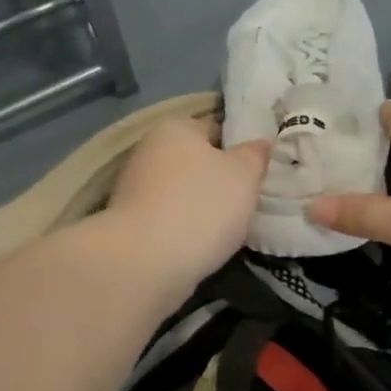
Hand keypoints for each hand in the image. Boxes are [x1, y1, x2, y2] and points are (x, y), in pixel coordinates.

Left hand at [106, 116, 270, 286]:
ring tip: (232, 228)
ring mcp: (135, 189)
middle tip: (250, 200)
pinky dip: (187, 229)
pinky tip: (206, 245)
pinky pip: (170, 219)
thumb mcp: (244, 174)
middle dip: (220, 179)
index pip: (216, 128)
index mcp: (175, 128)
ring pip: (183, 193)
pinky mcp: (131, 224)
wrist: (146, 263)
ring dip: (203, 207)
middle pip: (197, 162)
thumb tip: (259, 144)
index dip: (241, 147)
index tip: (260, 170)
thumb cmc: (201, 206)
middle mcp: (149, 151)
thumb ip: (256, 155)